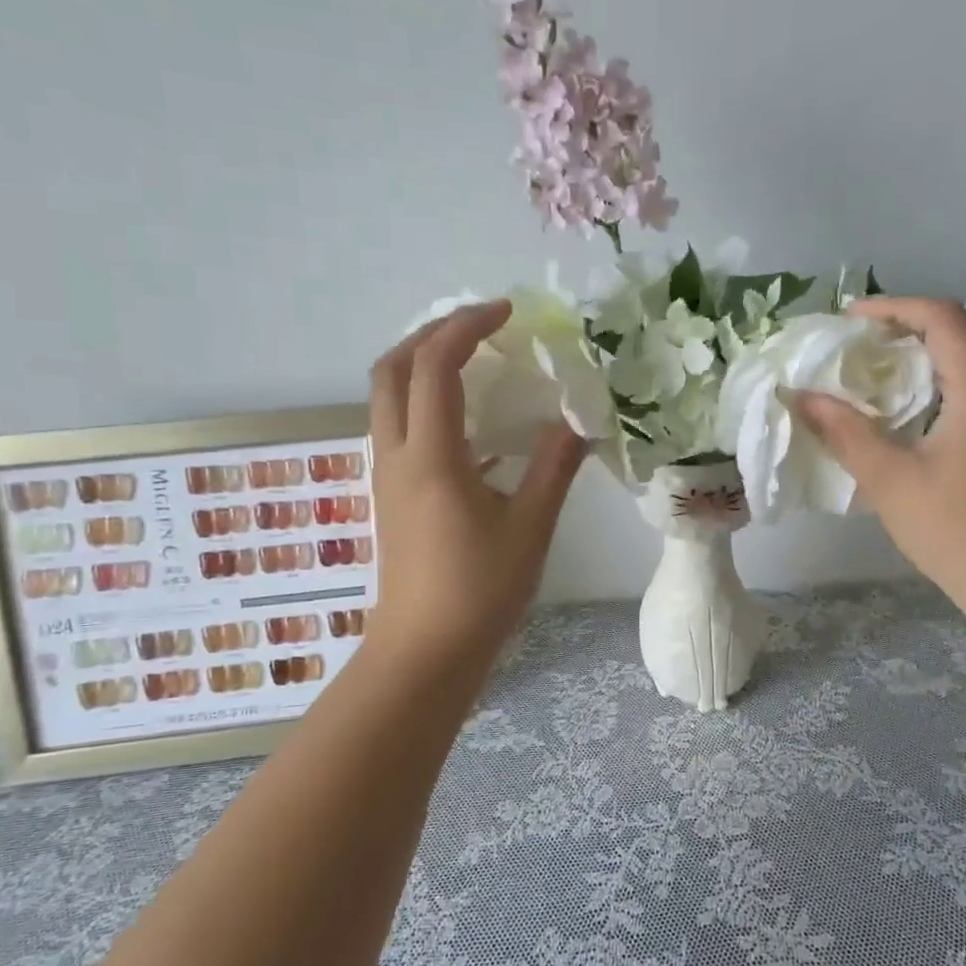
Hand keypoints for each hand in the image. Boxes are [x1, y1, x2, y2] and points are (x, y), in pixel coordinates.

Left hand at [365, 301, 585, 670]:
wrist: (424, 653)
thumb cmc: (479, 592)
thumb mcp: (530, 528)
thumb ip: (553, 467)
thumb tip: (577, 420)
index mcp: (431, 457)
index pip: (436, 365)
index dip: (467, 326)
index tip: (506, 312)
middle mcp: (396, 456)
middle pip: (392, 369)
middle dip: (431, 334)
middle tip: (479, 328)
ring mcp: (387, 477)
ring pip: (388, 398)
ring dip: (423, 367)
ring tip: (474, 363)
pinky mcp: (391, 497)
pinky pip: (399, 429)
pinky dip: (427, 405)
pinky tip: (473, 427)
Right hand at [792, 296, 965, 625]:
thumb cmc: (955, 529)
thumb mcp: (889, 479)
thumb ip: (844, 432)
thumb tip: (802, 397)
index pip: (944, 318)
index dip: (895, 307)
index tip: (849, 320)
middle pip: (957, 336)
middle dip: (902, 331)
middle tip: (852, 348)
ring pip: (965, 365)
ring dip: (917, 361)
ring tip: (869, 377)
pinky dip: (932, 388)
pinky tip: (901, 416)